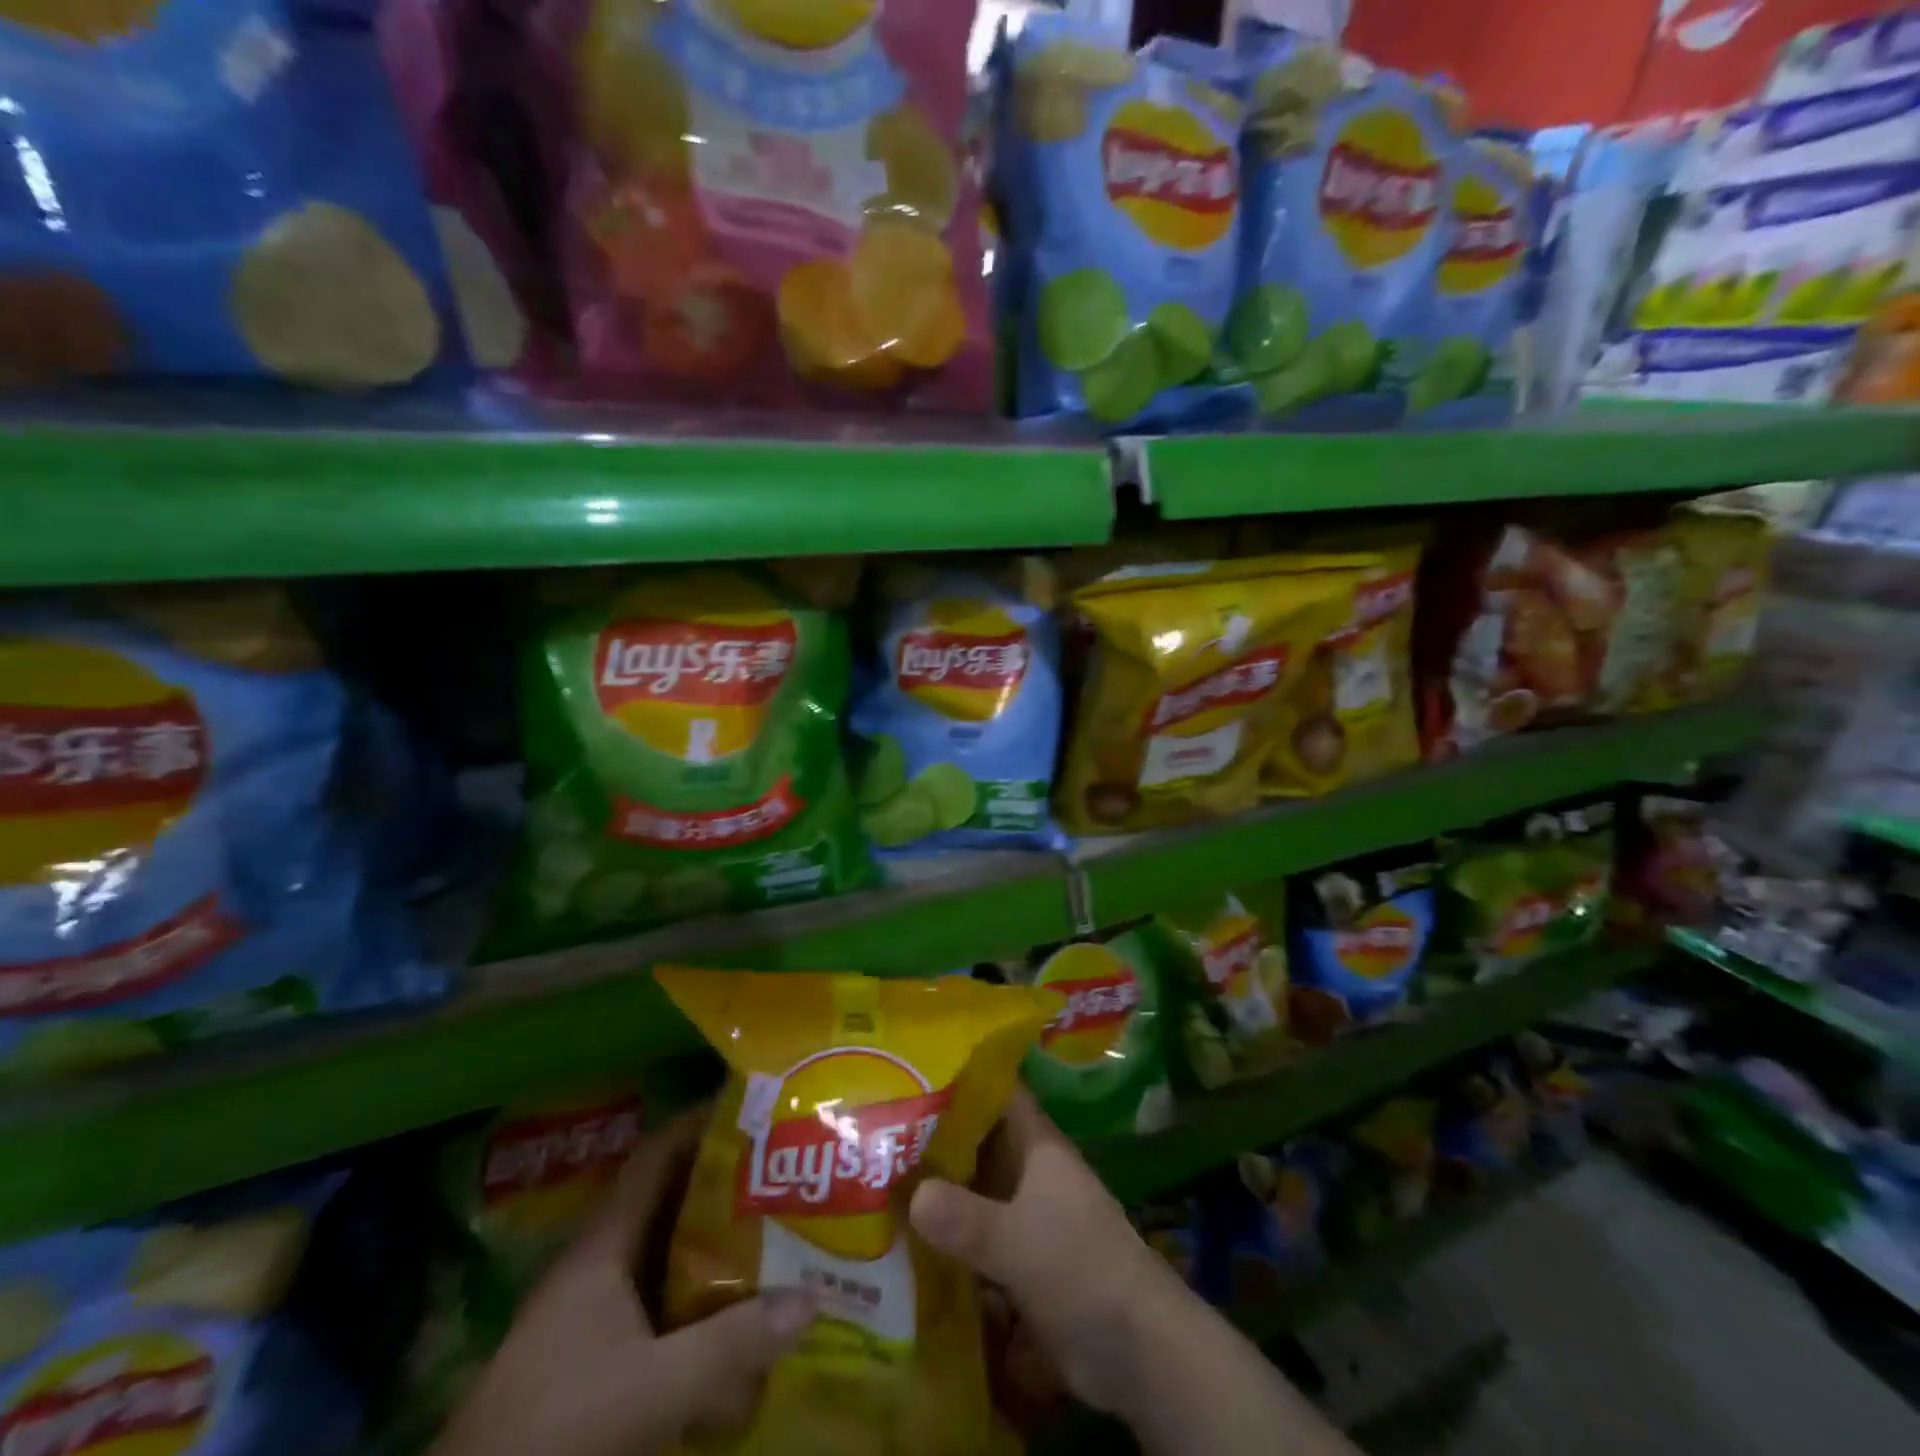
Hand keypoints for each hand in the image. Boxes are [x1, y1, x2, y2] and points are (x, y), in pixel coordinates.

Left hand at [431, 1107, 815, 1455]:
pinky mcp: (598, 1358)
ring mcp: (596, 1314)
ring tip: (777, 1227)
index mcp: (603, 1246)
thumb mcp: (651, 1387)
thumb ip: (731, 1345)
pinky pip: (664, 1305)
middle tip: (784, 1169)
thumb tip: (811, 1297)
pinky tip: (739, 1311)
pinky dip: (702, 1297)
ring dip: (717, 1242)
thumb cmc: (556, 1428)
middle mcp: (600, 1266)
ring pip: (669, 1256)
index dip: (700, 1123)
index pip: (655, 1158)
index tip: (754, 1107)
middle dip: (726, 1183)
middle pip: (670, 1203)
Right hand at [908, 1089, 1183, 1421]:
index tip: (914, 1071)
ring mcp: (1026, 1216)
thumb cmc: (1079, 1268)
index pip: (999, 1093)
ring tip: (878, 1183)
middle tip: (878, 1132)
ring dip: (937, 1192)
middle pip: (978, 1143)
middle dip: (935, 1139)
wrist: (1135, 1349)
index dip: (962, 1077)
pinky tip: (905, 1242)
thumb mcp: (1016, 1241)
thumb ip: (965, 1218)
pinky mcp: (1021, 1260)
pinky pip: (976, 1236)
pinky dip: (948, 1238)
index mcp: (1038, 1146)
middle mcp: (1030, 1172)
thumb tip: (912, 1195)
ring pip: (974, 1190)